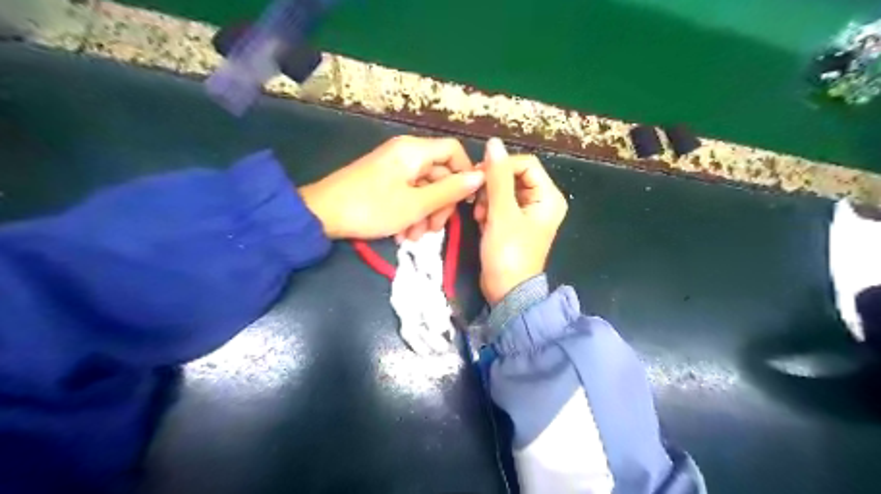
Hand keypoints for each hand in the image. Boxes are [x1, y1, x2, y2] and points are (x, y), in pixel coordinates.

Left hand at [302, 137, 480, 240]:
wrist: (322, 215)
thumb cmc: (372, 208)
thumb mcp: (416, 204)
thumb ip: (450, 190)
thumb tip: (480, 176)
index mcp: (414, 151)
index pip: (453, 151)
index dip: (465, 174)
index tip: (465, 202)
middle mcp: (405, 153)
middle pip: (439, 174)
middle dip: (440, 204)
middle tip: (434, 230)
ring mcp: (393, 168)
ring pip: (424, 188)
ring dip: (425, 214)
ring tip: (413, 237)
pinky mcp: (383, 182)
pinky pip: (407, 194)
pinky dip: (410, 213)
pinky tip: (402, 233)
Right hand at [480, 138, 566, 305]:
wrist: (506, 291)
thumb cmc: (508, 253)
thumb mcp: (501, 214)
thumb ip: (497, 177)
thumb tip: (494, 143)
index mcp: (548, 197)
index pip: (525, 164)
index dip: (501, 167)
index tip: (479, 178)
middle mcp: (542, 201)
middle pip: (513, 176)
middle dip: (492, 187)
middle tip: (478, 202)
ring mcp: (528, 213)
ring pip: (503, 190)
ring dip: (487, 199)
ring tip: (480, 216)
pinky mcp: (515, 223)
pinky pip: (500, 204)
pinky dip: (488, 210)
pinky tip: (481, 222)